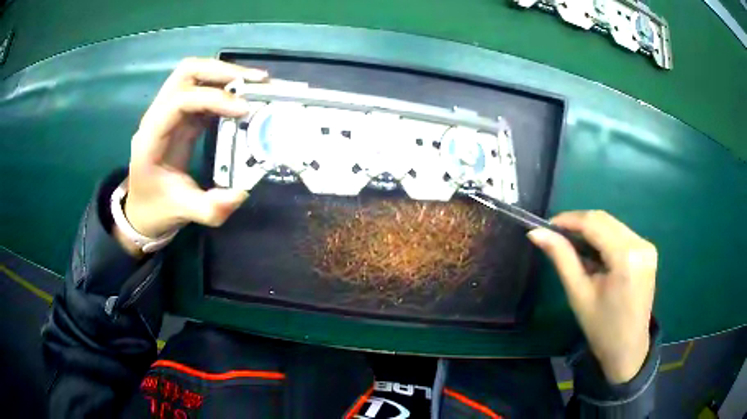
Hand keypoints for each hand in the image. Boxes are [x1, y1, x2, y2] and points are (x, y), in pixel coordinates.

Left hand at [116, 58, 267, 254]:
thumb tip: (242, 193)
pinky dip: (223, 88)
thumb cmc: (157, 209)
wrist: (141, 211)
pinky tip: (243, 98)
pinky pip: (201, 91)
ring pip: (193, 75)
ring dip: (224, 73)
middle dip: (222, 71)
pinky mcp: (179, 117)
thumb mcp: (183, 212)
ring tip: (254, 83)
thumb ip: (210, 208)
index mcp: (151, 137)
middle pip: (186, 72)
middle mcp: (157, 116)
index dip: (213, 98)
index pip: (180, 100)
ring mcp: (167, 113)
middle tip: (256, 81)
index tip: (245, 110)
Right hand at [527, 211, 656, 383]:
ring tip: (573, 247)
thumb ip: (561, 258)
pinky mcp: (648, 251)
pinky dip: (604, 238)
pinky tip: (594, 254)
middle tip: (557, 236)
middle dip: (579, 224)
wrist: (627, 349)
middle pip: (604, 220)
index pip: (594, 223)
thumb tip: (536, 233)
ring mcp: (647, 246)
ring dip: (591, 230)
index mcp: (626, 257)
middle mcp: (641, 244)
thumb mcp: (578, 293)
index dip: (568, 220)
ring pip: (613, 224)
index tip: (546, 225)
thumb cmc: (601, 328)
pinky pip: (621, 234)